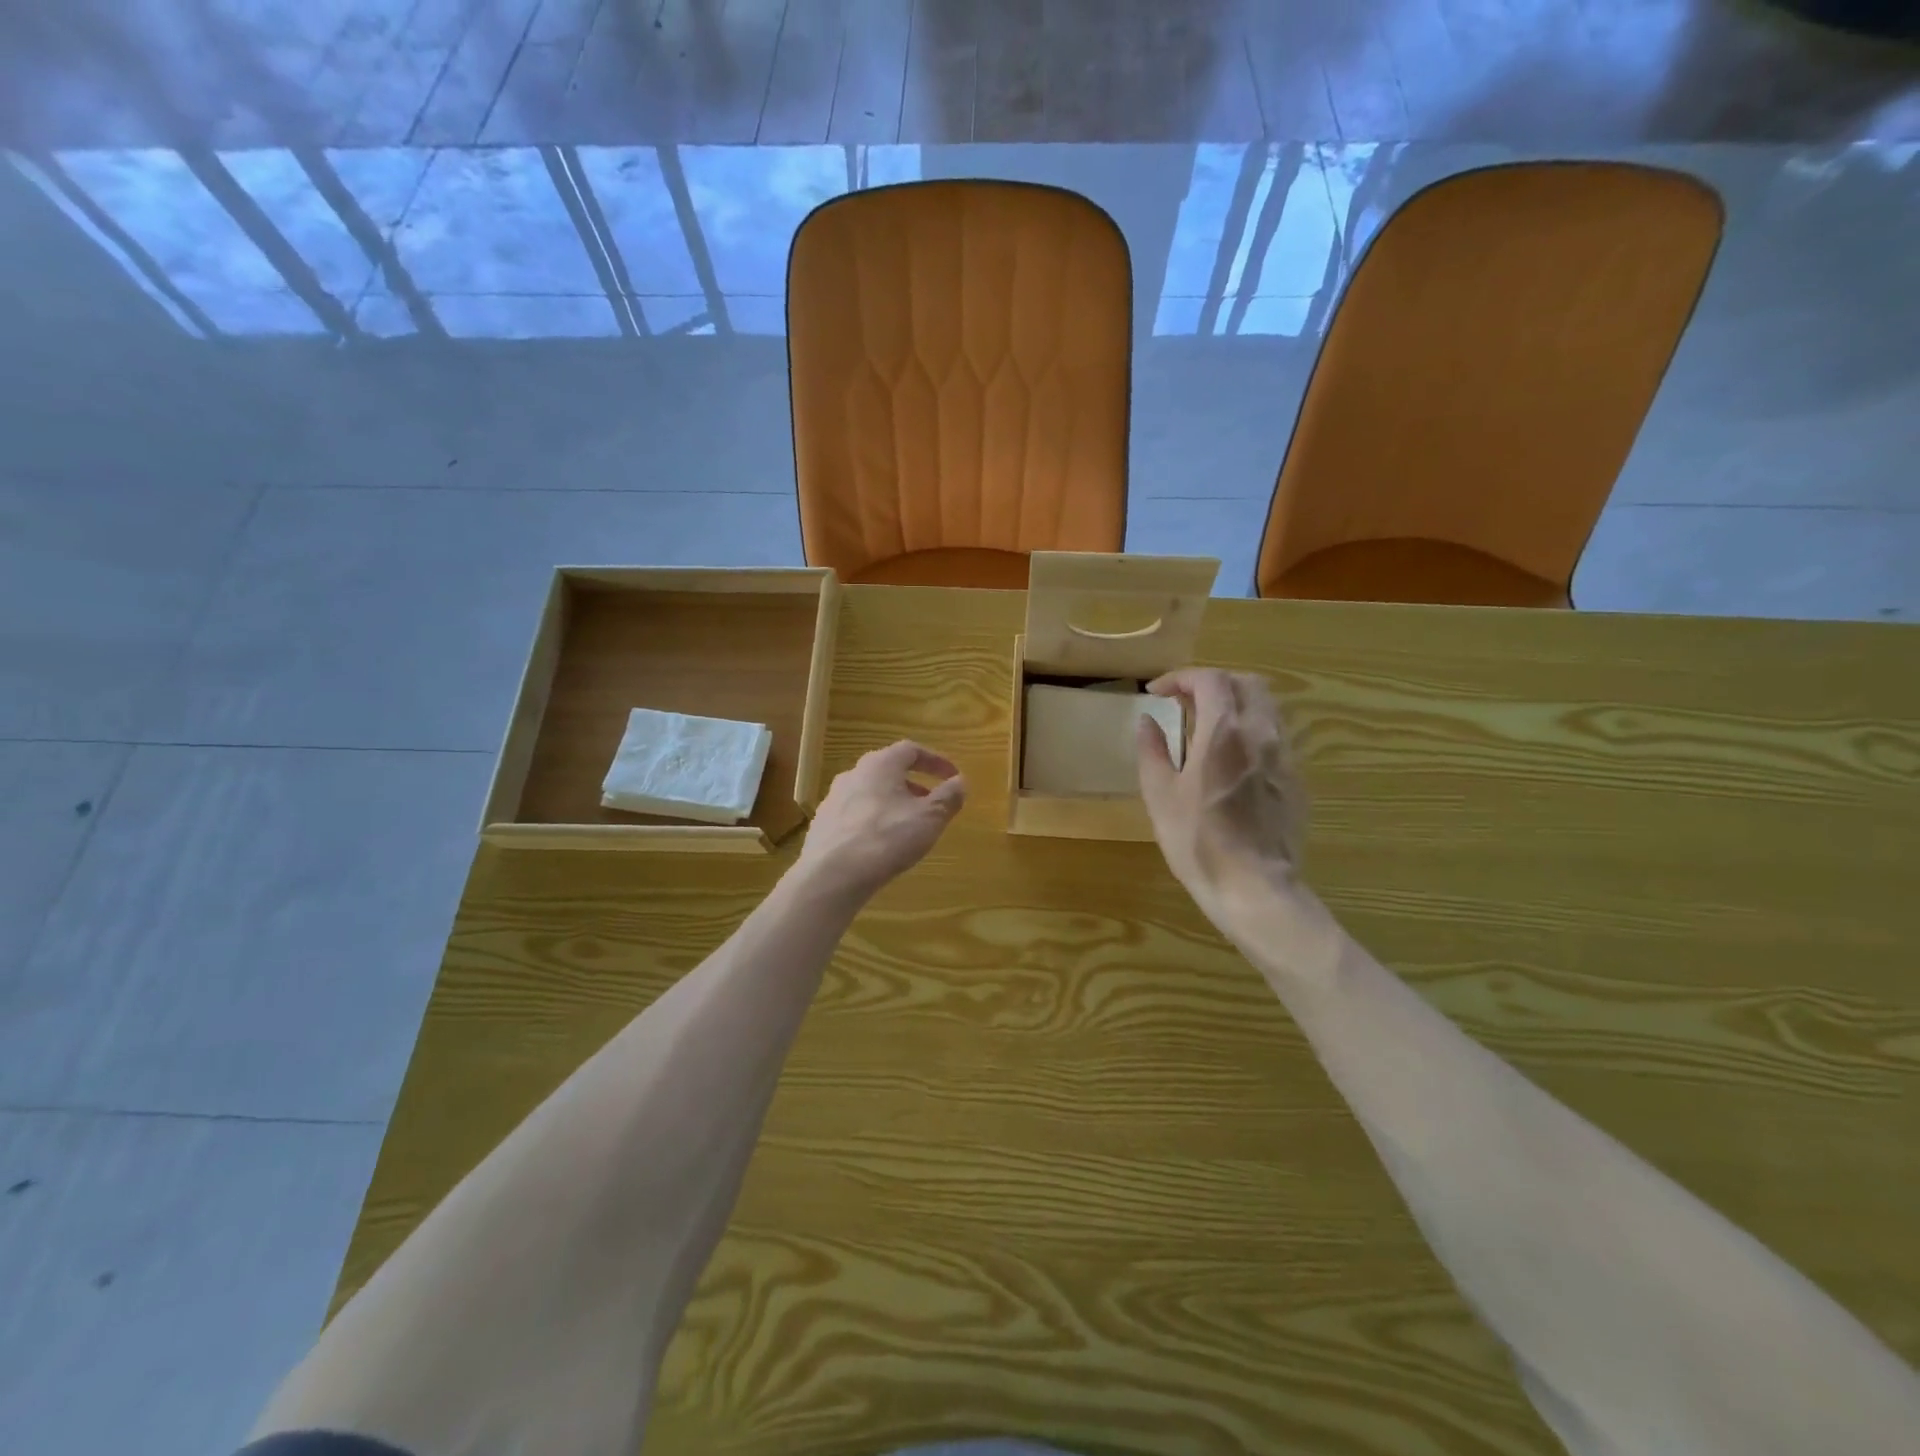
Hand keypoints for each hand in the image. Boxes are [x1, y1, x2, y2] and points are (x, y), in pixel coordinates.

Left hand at [797, 740, 966, 903]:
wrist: (831, 875)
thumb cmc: (887, 838)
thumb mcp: (929, 818)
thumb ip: (948, 797)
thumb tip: (961, 782)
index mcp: (880, 765)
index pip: (911, 750)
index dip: (935, 761)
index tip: (953, 776)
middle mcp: (853, 774)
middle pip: (888, 770)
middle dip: (913, 784)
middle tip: (931, 802)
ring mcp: (833, 799)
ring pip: (870, 792)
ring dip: (893, 802)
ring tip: (908, 825)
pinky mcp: (822, 824)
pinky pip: (855, 814)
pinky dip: (873, 820)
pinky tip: (880, 843)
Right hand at [1136, 668, 1309, 923]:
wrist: (1255, 887)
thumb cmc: (1198, 842)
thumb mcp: (1160, 796)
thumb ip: (1153, 751)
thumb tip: (1147, 721)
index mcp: (1223, 732)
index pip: (1209, 680)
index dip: (1181, 678)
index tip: (1157, 692)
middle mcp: (1260, 733)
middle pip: (1246, 683)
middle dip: (1213, 683)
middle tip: (1185, 701)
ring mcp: (1284, 755)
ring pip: (1266, 706)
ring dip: (1236, 702)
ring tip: (1209, 725)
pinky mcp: (1296, 778)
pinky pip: (1275, 735)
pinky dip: (1251, 728)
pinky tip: (1232, 756)